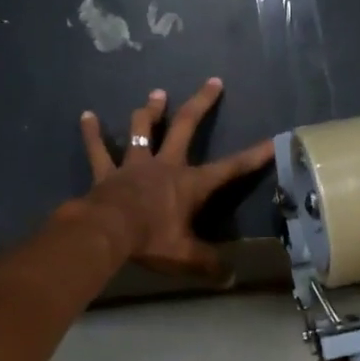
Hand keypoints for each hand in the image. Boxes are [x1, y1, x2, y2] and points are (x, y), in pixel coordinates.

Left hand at [79, 78, 273, 279]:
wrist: (106, 232)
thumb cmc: (150, 240)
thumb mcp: (185, 256)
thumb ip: (208, 264)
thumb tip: (231, 279)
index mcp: (190, 184)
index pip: (230, 168)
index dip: (253, 156)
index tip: (273, 139)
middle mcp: (165, 165)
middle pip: (186, 127)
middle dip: (201, 104)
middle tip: (213, 81)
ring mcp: (134, 165)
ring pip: (142, 130)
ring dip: (150, 111)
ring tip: (157, 94)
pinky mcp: (107, 172)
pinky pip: (98, 150)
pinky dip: (92, 133)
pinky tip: (86, 115)